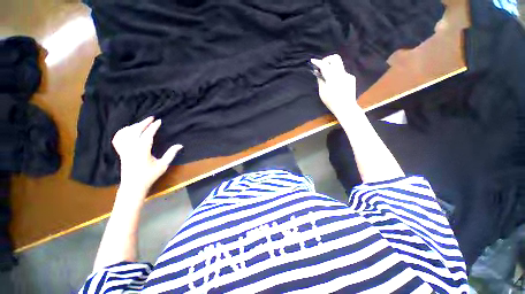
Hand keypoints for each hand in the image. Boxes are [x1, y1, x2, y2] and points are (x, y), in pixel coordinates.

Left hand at [112, 116, 182, 191]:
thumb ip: (171, 154)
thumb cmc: (150, 175)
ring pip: (126, 133)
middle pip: (136, 130)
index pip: (148, 135)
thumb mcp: (163, 165)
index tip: (159, 121)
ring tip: (142, 123)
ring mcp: (124, 149)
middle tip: (151, 118)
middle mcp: (131, 148)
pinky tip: (128, 130)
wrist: (133, 185)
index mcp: (142, 150)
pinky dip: (122, 132)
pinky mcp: (120, 152)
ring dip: (134, 126)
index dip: (154, 127)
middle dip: (144, 123)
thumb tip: (180, 145)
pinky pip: (118, 138)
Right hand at [311, 54, 358, 116]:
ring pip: (338, 65)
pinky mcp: (351, 78)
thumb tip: (319, 73)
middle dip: (327, 60)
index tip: (313, 60)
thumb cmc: (331, 102)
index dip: (318, 62)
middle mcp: (341, 73)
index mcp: (332, 77)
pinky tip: (335, 84)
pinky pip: (342, 73)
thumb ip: (320, 81)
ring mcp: (347, 74)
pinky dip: (337, 75)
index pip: (324, 65)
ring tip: (328, 77)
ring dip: (332, 68)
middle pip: (335, 58)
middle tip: (322, 66)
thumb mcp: (322, 92)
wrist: (346, 107)